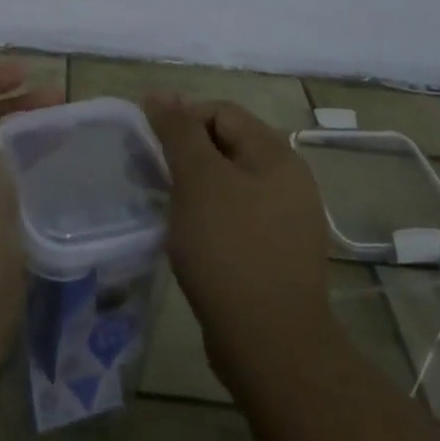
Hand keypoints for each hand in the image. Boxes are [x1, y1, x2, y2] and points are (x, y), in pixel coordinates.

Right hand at [143, 96, 333, 389]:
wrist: (271, 346)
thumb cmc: (230, 250)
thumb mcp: (198, 180)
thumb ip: (178, 132)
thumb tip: (160, 93)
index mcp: (276, 155)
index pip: (220, 112)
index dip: (182, 120)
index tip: (151, 149)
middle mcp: (288, 181)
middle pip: (226, 145)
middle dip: (186, 155)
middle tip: (153, 177)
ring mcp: (285, 221)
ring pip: (228, 184)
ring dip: (194, 188)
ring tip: (166, 208)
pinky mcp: (275, 255)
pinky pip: (235, 218)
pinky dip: (208, 218)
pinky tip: (189, 239)